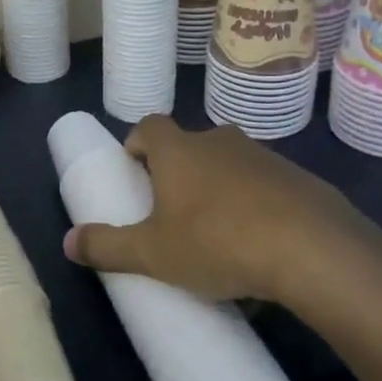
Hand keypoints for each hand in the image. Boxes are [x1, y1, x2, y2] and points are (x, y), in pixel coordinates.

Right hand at [62, 115, 381, 303]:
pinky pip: (265, 188)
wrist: (314, 249)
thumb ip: (107, 246)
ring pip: (229, 166)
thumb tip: (67, 242)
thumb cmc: (217, 241)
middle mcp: (219, 141)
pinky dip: (256, 208)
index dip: (137, 144)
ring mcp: (263, 157)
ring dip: (219, 190)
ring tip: (217, 237)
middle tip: (172, 212)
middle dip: (178, 173)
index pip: (148, 126)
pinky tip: (259, 250)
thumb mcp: (152, 254)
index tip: (134, 173)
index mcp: (179, 150)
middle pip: (189, 146)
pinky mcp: (299, 179)